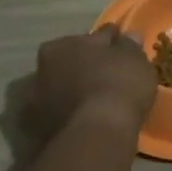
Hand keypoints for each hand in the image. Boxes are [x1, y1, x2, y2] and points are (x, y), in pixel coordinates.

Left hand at [20, 26, 157, 143]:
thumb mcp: (134, 59)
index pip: (90, 38)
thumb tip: (128, 36)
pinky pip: (64, 117)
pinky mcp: (41, 134)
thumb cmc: (117, 84)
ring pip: (63, 92)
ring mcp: (37, 105)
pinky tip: (91, 120)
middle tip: (110, 74)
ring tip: (100, 101)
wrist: (98, 134)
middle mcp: (40, 72)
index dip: (108, 42)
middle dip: (87, 68)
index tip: (121, 46)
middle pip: (70, 65)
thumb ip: (129, 46)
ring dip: (77, 93)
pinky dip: (74, 116)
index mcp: (58, 47)